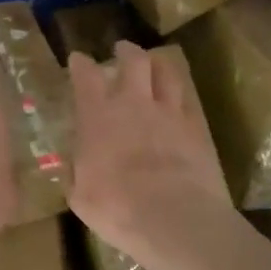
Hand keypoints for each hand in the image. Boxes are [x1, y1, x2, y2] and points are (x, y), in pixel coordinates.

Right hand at [67, 41, 232, 267]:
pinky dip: (180, 94)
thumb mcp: (80, 196)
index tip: (78, 59)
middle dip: (126, 51)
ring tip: (155, 63)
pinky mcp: (196, 128)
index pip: (86, 76)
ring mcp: (168, 113)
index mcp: (98, 116)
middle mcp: (133, 104)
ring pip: (166, 73)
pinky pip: (188, 100)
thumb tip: (74, 166)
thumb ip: (76, 173)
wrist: (174, 219)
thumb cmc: (117, 208)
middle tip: (122, 50)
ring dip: (158, 64)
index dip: (80, 64)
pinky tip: (179, 99)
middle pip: (133, 61)